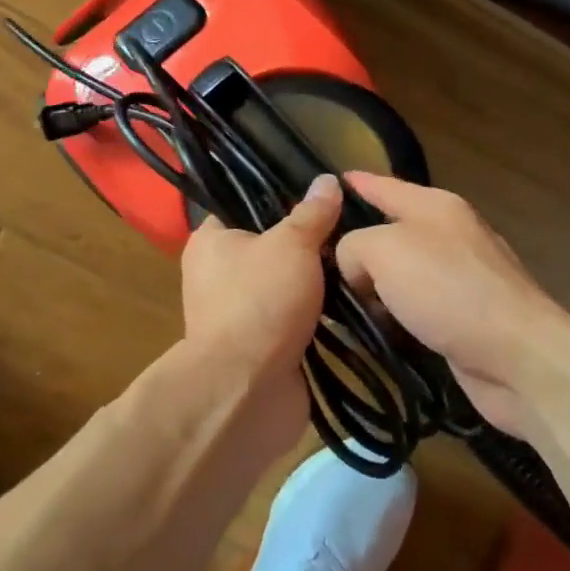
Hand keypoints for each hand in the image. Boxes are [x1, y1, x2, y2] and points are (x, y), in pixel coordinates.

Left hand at [179, 174, 342, 448]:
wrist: (249, 389)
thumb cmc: (260, 300)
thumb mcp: (292, 244)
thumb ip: (312, 213)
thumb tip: (328, 180)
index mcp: (211, 242)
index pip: (243, 205)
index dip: (279, 196)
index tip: (319, 193)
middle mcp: (218, 275)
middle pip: (271, 246)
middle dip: (308, 242)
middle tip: (348, 227)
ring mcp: (241, 313)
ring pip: (287, 284)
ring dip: (317, 280)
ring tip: (358, 259)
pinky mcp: (264, 345)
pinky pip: (297, 318)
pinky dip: (320, 314)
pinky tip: (354, 299)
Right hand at [335, 174, 569, 436]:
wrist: (517, 355)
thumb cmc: (448, 290)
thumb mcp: (384, 250)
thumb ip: (354, 246)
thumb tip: (357, 271)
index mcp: (435, 205)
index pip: (386, 185)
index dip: (358, 183)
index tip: (331, 181)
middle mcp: (450, 234)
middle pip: (391, 232)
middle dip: (357, 248)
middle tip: (317, 265)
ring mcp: (461, 277)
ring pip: (401, 275)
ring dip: (374, 290)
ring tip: (338, 306)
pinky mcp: (465, 316)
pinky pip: (415, 308)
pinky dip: (395, 318)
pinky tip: (376, 333)